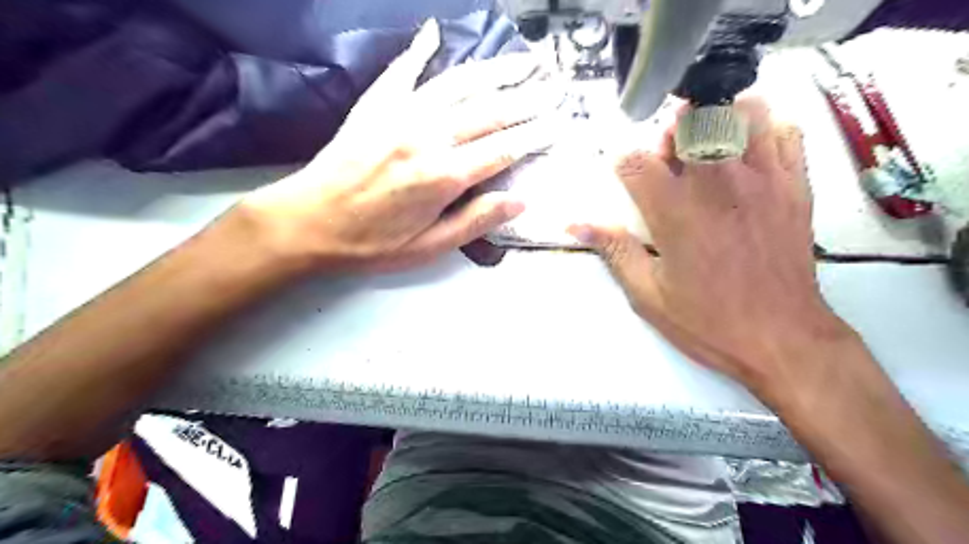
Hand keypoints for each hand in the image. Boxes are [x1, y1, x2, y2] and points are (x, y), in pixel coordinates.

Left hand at [233, 18, 556, 273]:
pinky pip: (404, 70)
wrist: (308, 221)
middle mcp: (428, 137)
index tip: (560, 123)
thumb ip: (475, 221)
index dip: (535, 135)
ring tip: (523, 59)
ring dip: (495, 70)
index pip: (503, 149)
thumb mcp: (428, 247)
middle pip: (489, 111)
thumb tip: (520, 200)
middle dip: (527, 97)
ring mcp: (400, 115)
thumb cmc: (370, 244)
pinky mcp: (376, 106)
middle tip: (555, 85)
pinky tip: (435, 32)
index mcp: (443, 176)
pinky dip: (421, 49)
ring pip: (458, 84)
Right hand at [570, 95, 858, 403]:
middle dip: (670, 135)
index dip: (622, 165)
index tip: (628, 181)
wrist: (781, 339)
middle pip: (688, 120)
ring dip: (718, 122)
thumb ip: (613, 250)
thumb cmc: (708, 321)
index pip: (633, 160)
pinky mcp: (796, 185)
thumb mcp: (647, 293)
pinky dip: (764, 132)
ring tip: (711, 150)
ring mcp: (761, 179)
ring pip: (740, 110)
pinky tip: (750, 159)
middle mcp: (715, 184)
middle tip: (671, 164)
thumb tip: (578, 225)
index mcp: (673, 211)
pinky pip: (785, 131)